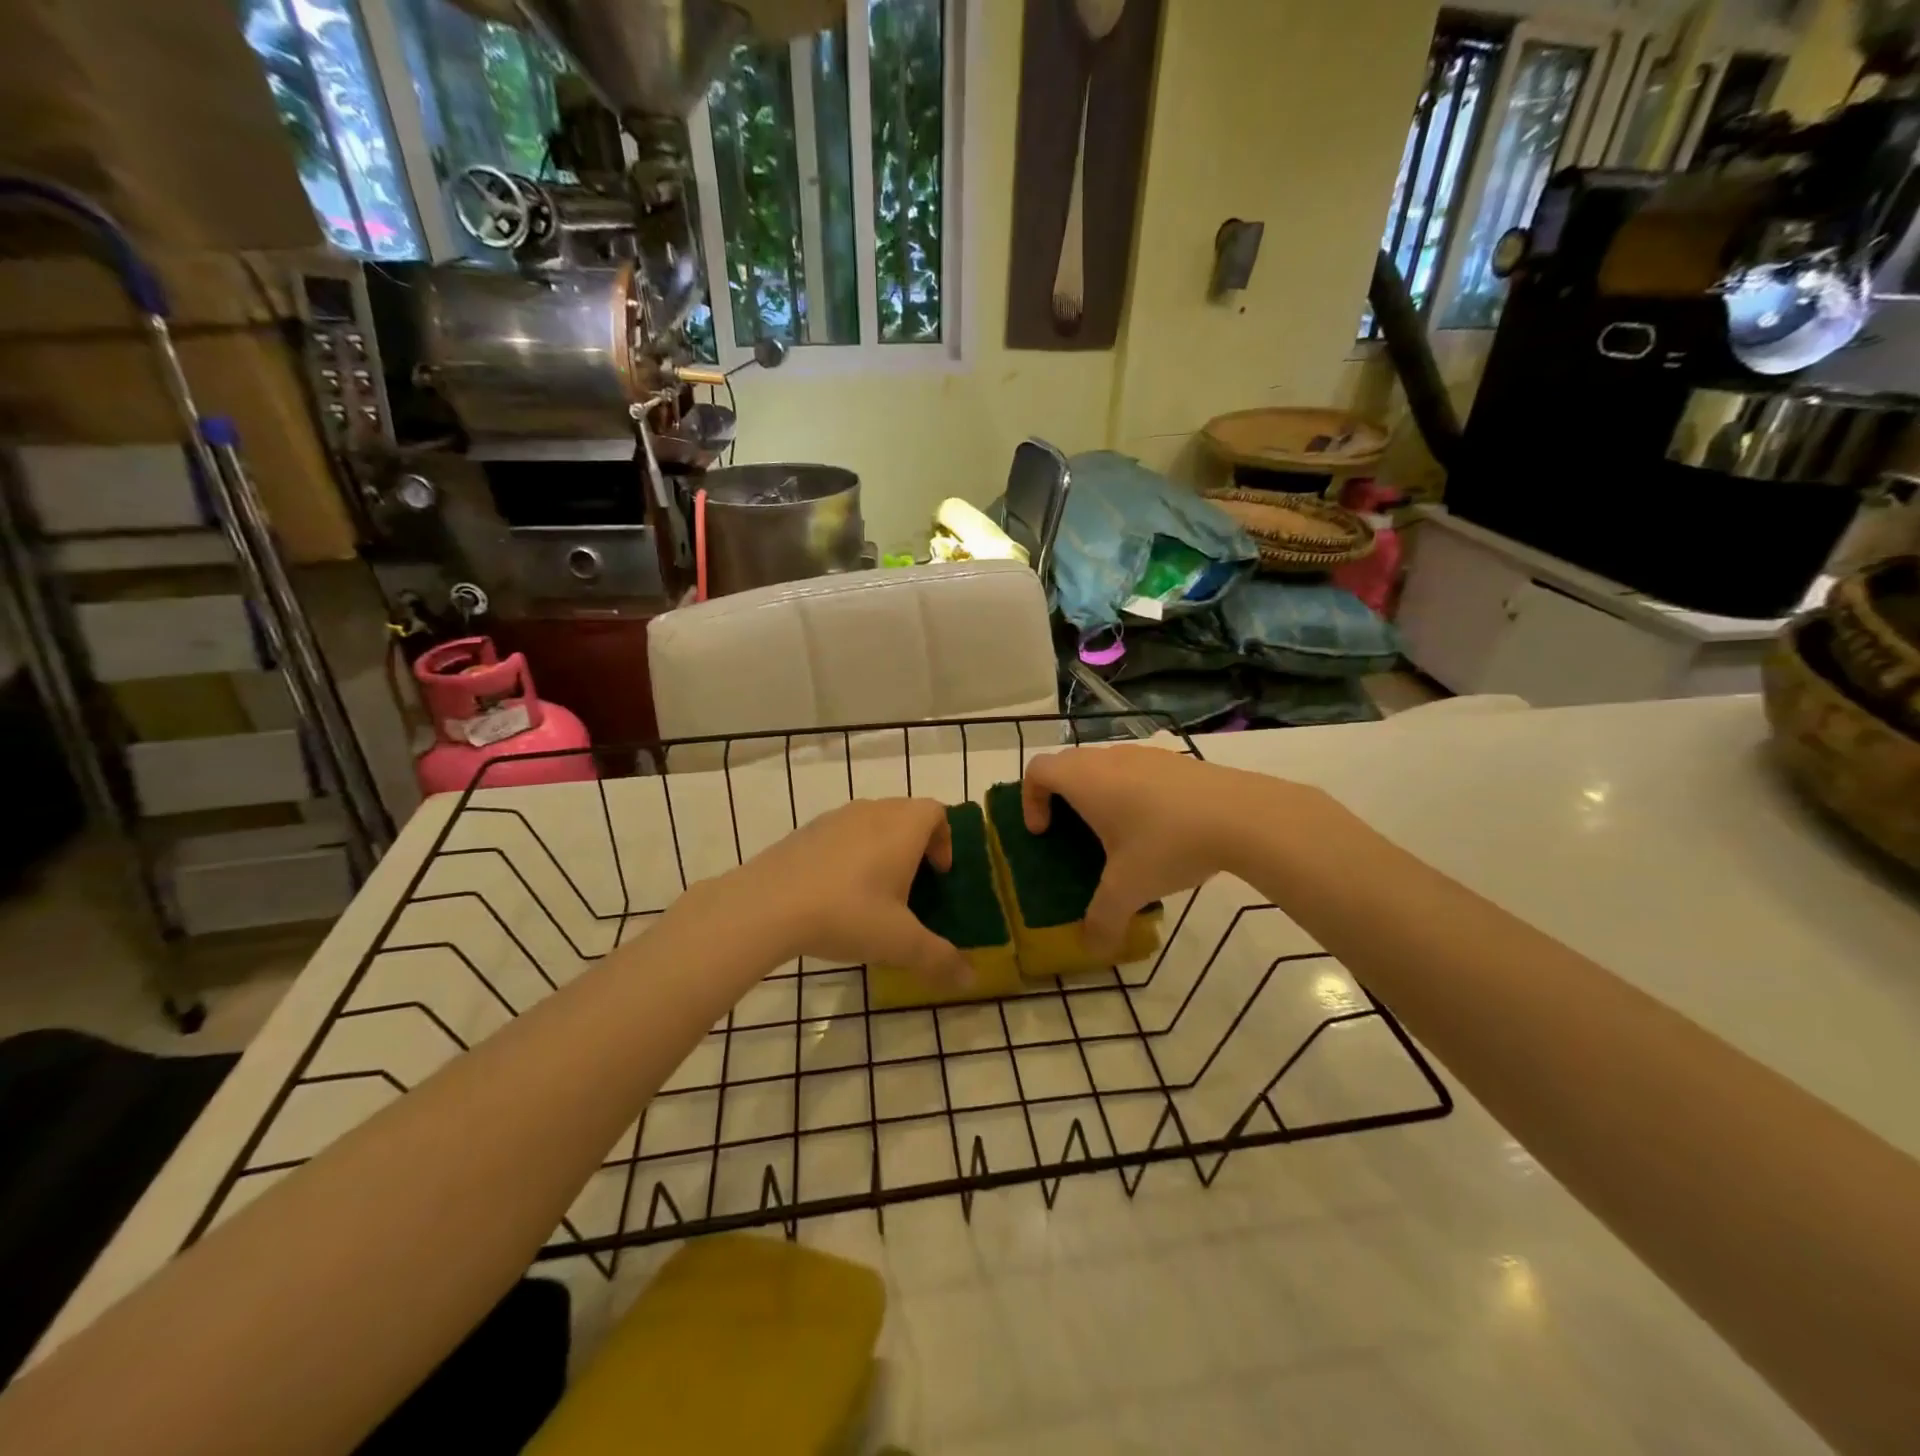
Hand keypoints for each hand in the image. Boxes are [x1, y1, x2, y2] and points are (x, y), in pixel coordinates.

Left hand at [726, 798, 969, 986]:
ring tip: (875, 889)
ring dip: (882, 846)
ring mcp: (835, 818)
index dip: (945, 838)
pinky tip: (836, 892)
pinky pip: (841, 834)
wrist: (767, 905)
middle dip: (915, 843)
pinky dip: (850, 853)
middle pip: (905, 813)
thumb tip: (972, 980)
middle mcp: (872, 811)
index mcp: (903, 827)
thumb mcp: (900, 943)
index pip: (936, 811)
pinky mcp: (805, 831)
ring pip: (871, 821)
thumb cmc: (848, 913)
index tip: (939, 873)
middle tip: (912, 883)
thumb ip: (939, 959)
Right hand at [1022, 746, 1327, 958]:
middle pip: (1068, 764)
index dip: (1030, 799)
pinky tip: (1158, 829)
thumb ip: (1103, 920)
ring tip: (1117, 835)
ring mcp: (1145, 754)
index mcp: (1085, 780)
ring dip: (1098, 794)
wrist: (1242, 815)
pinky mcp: (1175, 761)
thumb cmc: (1168, 844)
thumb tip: (1091, 948)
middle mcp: (1109, 759)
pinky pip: (1136, 770)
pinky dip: (1130, 792)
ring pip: (1104, 765)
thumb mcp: (1129, 889)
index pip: (1038, 770)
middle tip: (1072, 834)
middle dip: (1061, 797)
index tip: (1044, 832)